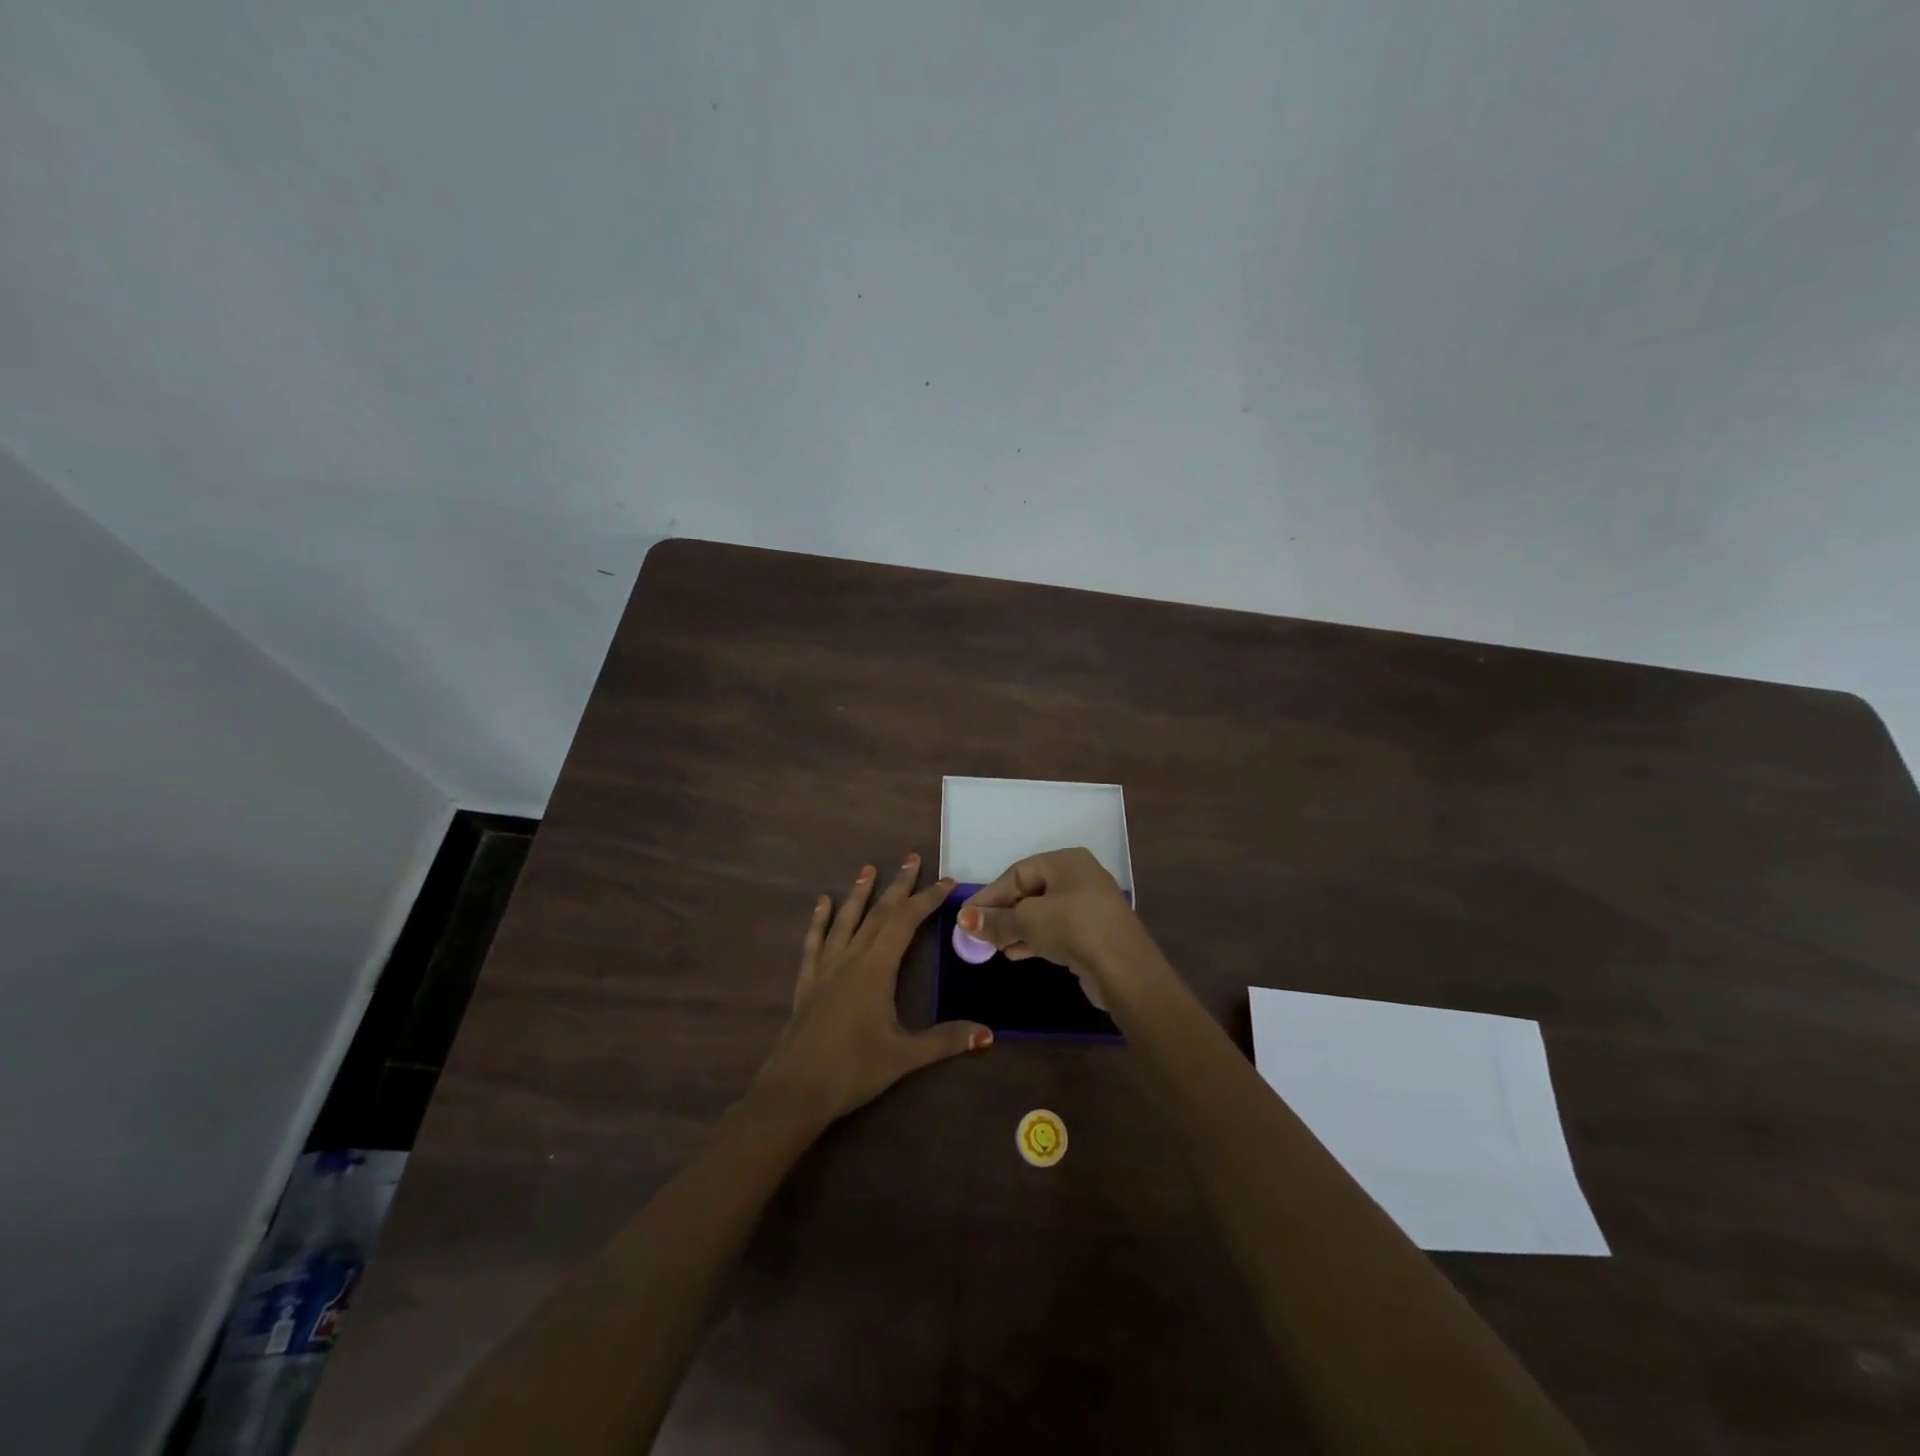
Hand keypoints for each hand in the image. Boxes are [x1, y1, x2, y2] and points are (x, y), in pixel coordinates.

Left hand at [751, 854, 991, 1126]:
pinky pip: (815, 942)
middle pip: (878, 913)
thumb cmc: (852, 1070)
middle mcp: (851, 958)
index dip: (927, 899)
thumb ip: (945, 1040)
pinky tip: (822, 904)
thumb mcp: (904, 1055)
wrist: (794, 1091)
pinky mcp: (807, 982)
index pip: (905, 922)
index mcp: (876, 969)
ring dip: (860, 893)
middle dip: (898, 885)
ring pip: (846, 920)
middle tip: (912, 858)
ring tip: (869, 868)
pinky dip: (820, 920)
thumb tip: (988, 1033)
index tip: (946, 881)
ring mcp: (826, 968)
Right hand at [958, 847, 1146, 1008]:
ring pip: (1042, 913)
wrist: (1125, 971)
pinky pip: (1055, 930)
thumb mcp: (1028, 921)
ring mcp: (1088, 906)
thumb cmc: (1073, 929)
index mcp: (1067, 861)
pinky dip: (1034, 939)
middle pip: (1029, 892)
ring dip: (1016, 929)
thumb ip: (996, 920)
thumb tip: (964, 920)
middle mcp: (1079, 877)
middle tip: (978, 933)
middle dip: (1002, 913)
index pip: (1017, 873)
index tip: (966, 916)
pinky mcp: (1092, 934)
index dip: (990, 895)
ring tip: (993, 946)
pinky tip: (1014, 953)